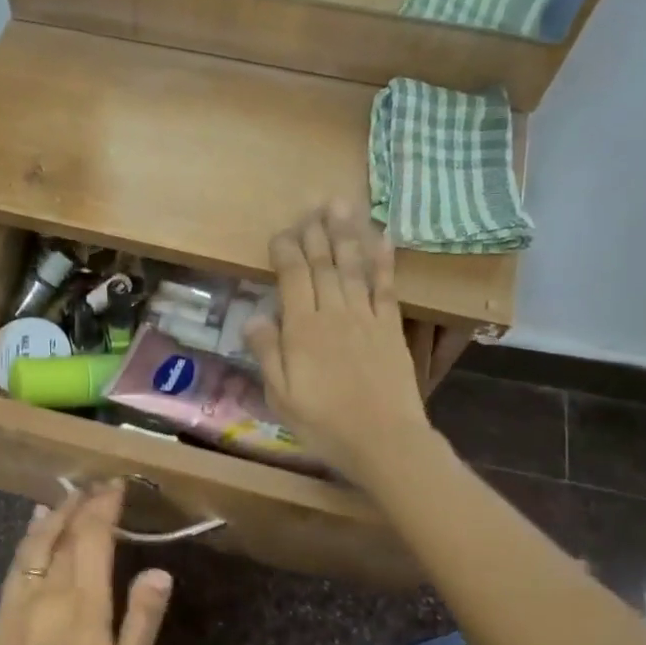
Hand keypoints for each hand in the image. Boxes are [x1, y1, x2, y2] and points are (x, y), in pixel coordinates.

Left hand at [0, 483, 172, 644]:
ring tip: (71, 494)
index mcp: (85, 601)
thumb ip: (143, 617)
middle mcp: (51, 588)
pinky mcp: (5, 607)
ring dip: (56, 512)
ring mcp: (23, 596)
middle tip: (98, 485)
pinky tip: (37, 522)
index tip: (116, 486)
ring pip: (38, 539)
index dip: (104, 506)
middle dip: (84, 503)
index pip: (94, 537)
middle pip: (67, 532)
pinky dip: (31, 534)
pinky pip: (19, 559)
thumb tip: (160, 571)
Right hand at [244, 203, 432, 484]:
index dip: (286, 251)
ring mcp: (366, 318)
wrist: (383, 440)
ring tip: (342, 205)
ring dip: (346, 234)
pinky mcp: (390, 328)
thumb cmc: (324, 423)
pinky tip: (382, 238)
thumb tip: (254, 316)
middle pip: (323, 265)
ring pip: (353, 267)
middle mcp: (334, 314)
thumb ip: (267, 353)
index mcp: (302, 329)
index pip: (292, 278)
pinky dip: (383, 261)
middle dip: (316, 233)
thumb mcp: (280, 396)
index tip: (281, 232)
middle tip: (314, 204)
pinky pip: (386, 287)